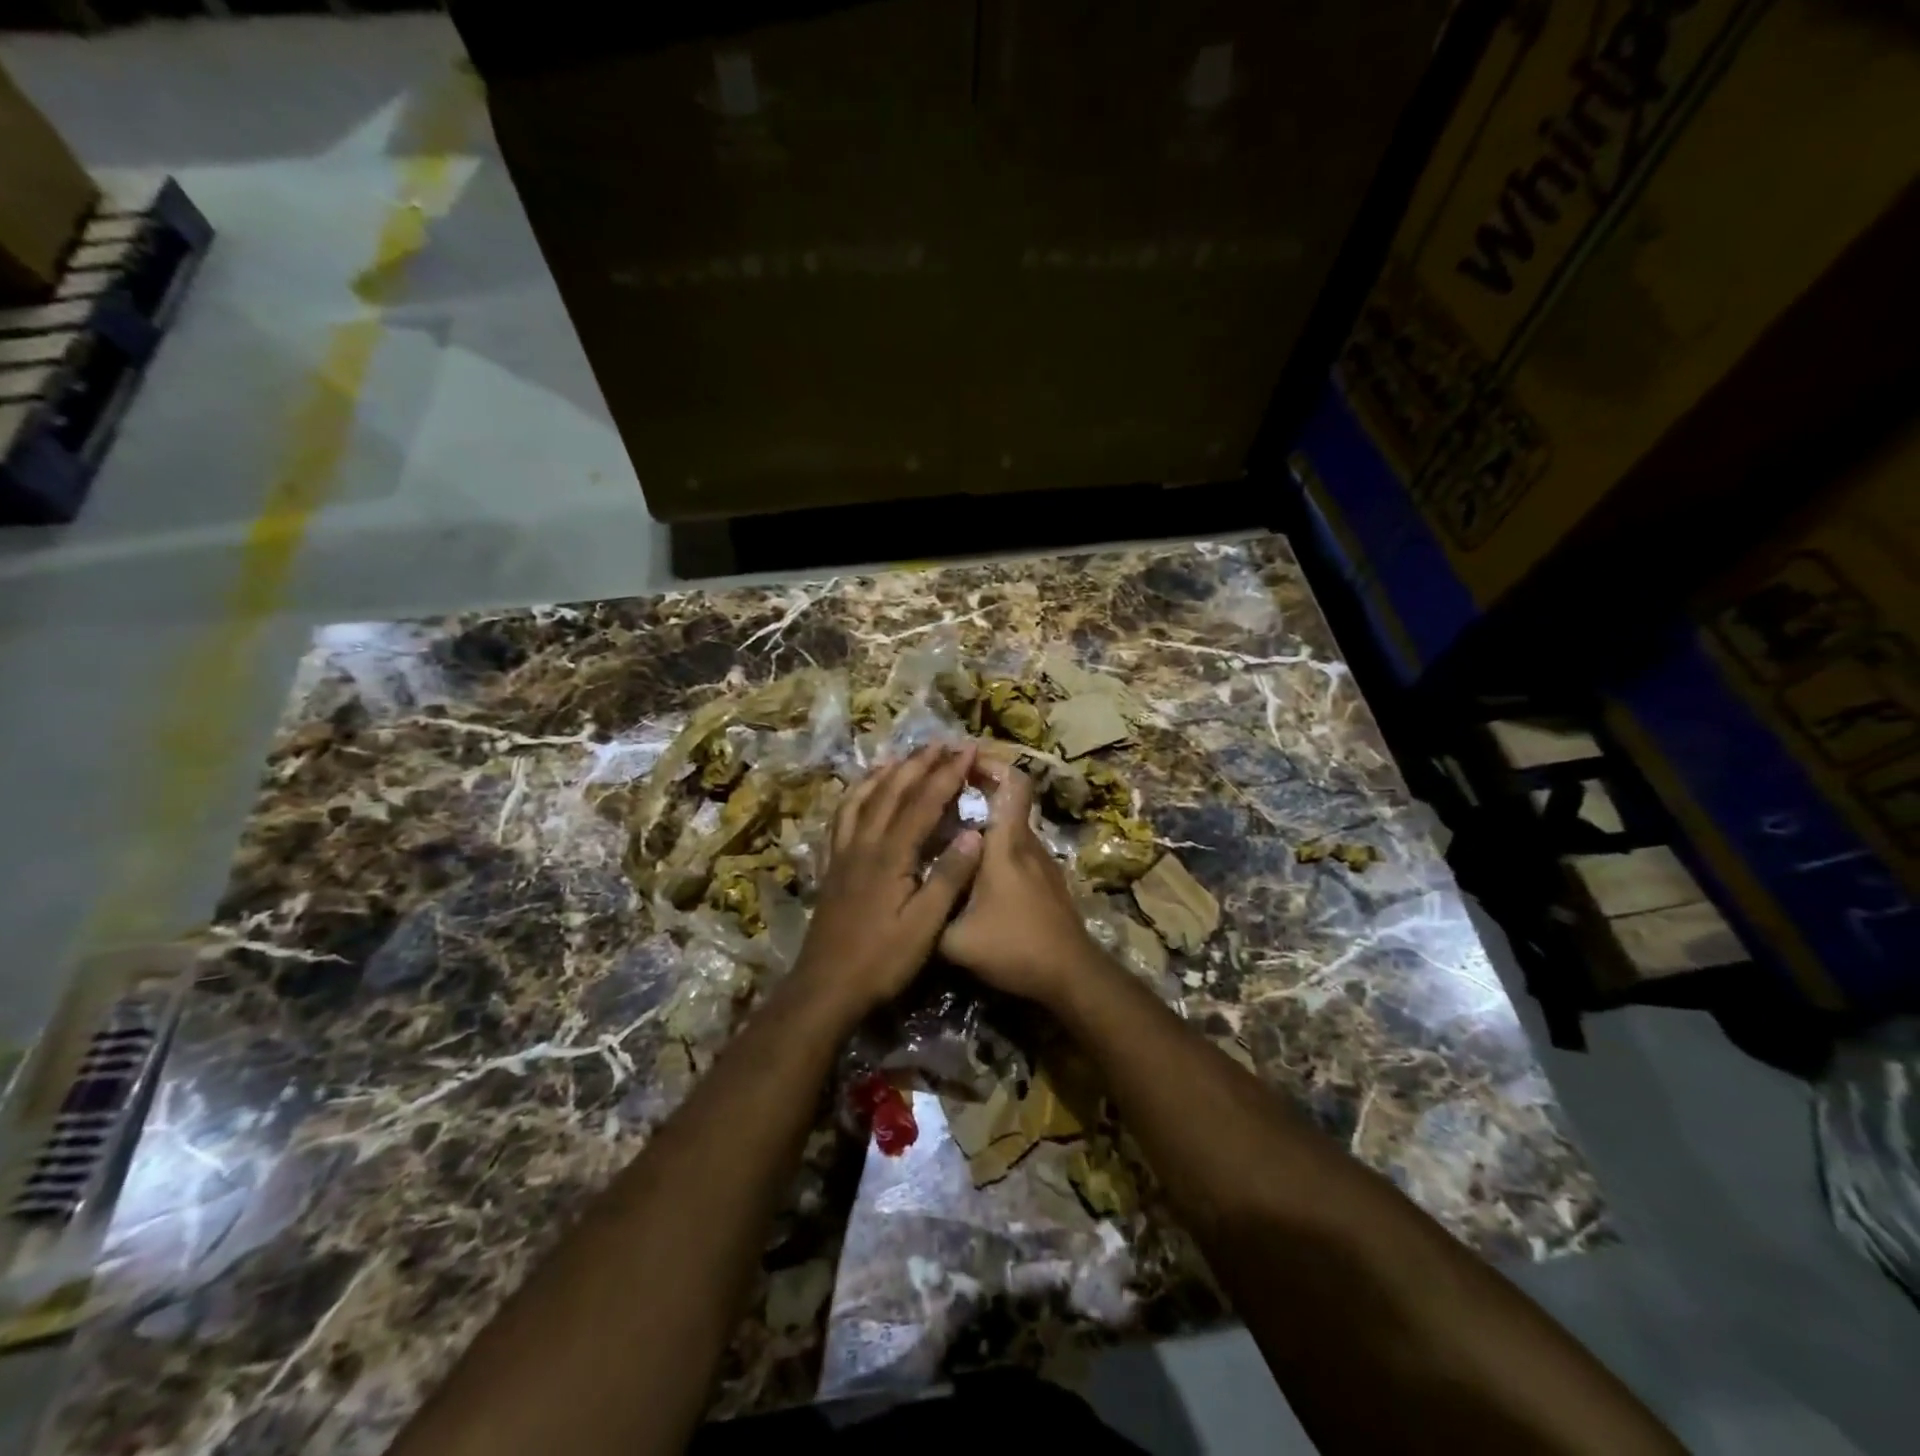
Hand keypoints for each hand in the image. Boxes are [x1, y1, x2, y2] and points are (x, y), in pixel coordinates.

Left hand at [793, 743, 983, 1019]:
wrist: (825, 987)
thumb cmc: (881, 960)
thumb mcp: (924, 926)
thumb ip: (948, 878)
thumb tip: (974, 835)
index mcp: (890, 855)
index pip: (923, 802)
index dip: (947, 774)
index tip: (968, 750)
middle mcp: (864, 844)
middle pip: (892, 791)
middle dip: (919, 764)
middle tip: (942, 743)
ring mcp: (843, 853)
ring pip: (862, 798)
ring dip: (885, 773)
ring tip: (901, 757)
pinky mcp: (832, 866)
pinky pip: (841, 818)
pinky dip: (854, 797)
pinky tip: (860, 795)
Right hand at [939, 758, 1106, 1006]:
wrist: (1070, 976)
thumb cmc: (1014, 948)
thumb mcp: (954, 941)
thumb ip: (929, 912)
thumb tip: (906, 897)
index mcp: (1006, 845)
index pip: (1012, 783)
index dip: (990, 763)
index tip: (961, 759)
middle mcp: (1027, 844)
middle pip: (1009, 800)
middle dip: (978, 788)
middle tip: (941, 793)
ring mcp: (1041, 863)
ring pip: (1011, 827)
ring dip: (985, 820)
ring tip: (949, 831)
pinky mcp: (1047, 882)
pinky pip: (1018, 849)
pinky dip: (996, 846)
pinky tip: (973, 869)